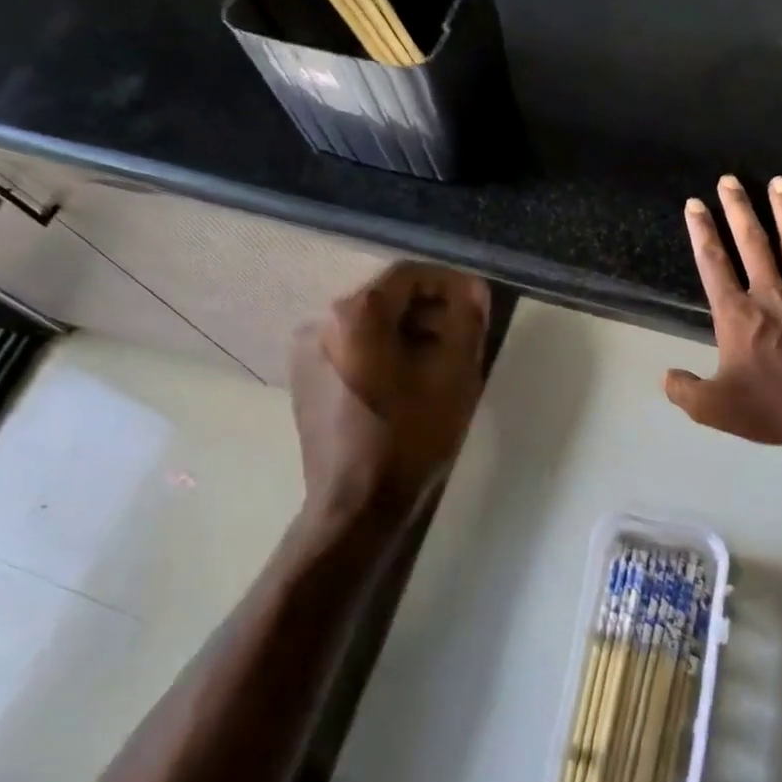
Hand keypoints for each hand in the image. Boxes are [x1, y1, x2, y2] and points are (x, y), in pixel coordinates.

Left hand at [290, 261, 491, 520]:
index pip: (409, 274)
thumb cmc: (410, 438)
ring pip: (369, 324)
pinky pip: (352, 347)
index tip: (477, 305)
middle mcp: (320, 321)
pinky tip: (407, 383)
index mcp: (354, 314)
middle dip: (430, 311)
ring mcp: (306, 351)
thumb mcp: (455, 375)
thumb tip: (472, 288)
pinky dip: (383, 352)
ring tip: (440, 364)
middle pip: (386, 298)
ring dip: (408, 333)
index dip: (449, 283)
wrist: (356, 506)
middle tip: (464, 338)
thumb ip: (467, 320)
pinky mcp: (305, 378)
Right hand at [665, 175, 781, 447]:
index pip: (714, 264)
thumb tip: (666, 376)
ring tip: (778, 182)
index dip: (702, 232)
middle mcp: (771, 295)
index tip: (695, 205)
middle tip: (730, 179)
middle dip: (738, 208)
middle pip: (752, 242)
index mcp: (738, 315)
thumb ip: (684, 390)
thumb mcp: (713, 408)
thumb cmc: (772, 408)